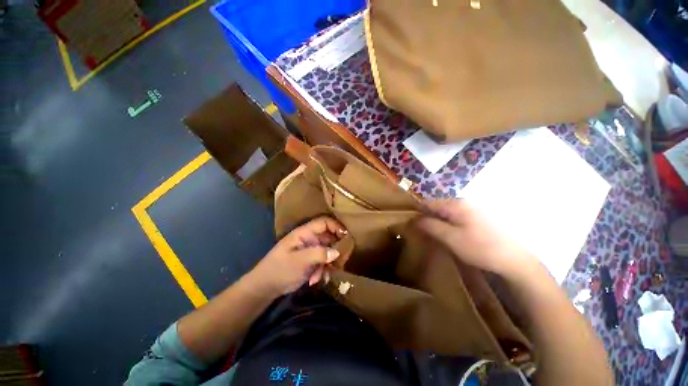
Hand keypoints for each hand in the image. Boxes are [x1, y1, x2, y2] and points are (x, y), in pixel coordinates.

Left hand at [250, 217, 346, 296]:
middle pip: (330, 237)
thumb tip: (337, 252)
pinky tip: (317, 280)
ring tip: (325, 275)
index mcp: (305, 233)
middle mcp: (310, 239)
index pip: (324, 222)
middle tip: (342, 260)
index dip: (336, 226)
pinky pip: (324, 261)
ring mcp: (311, 250)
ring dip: (329, 263)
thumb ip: (318, 254)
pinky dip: (323, 270)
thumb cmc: (280, 269)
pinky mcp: (311, 261)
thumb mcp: (299, 261)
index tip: (347, 237)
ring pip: (329, 251)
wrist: (266, 286)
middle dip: (336, 249)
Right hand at [416, 200, 538, 279]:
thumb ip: (431, 226)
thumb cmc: (480, 248)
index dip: (418, 212)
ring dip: (439, 221)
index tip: (411, 223)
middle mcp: (465, 202)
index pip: (429, 203)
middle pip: (439, 207)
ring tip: (435, 234)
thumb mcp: (451, 238)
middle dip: (429, 217)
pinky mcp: (480, 217)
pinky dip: (450, 223)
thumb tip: (415, 218)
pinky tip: (452, 234)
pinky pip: (458, 216)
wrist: (515, 260)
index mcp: (457, 204)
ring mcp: (474, 209)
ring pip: (448, 212)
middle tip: (423, 231)